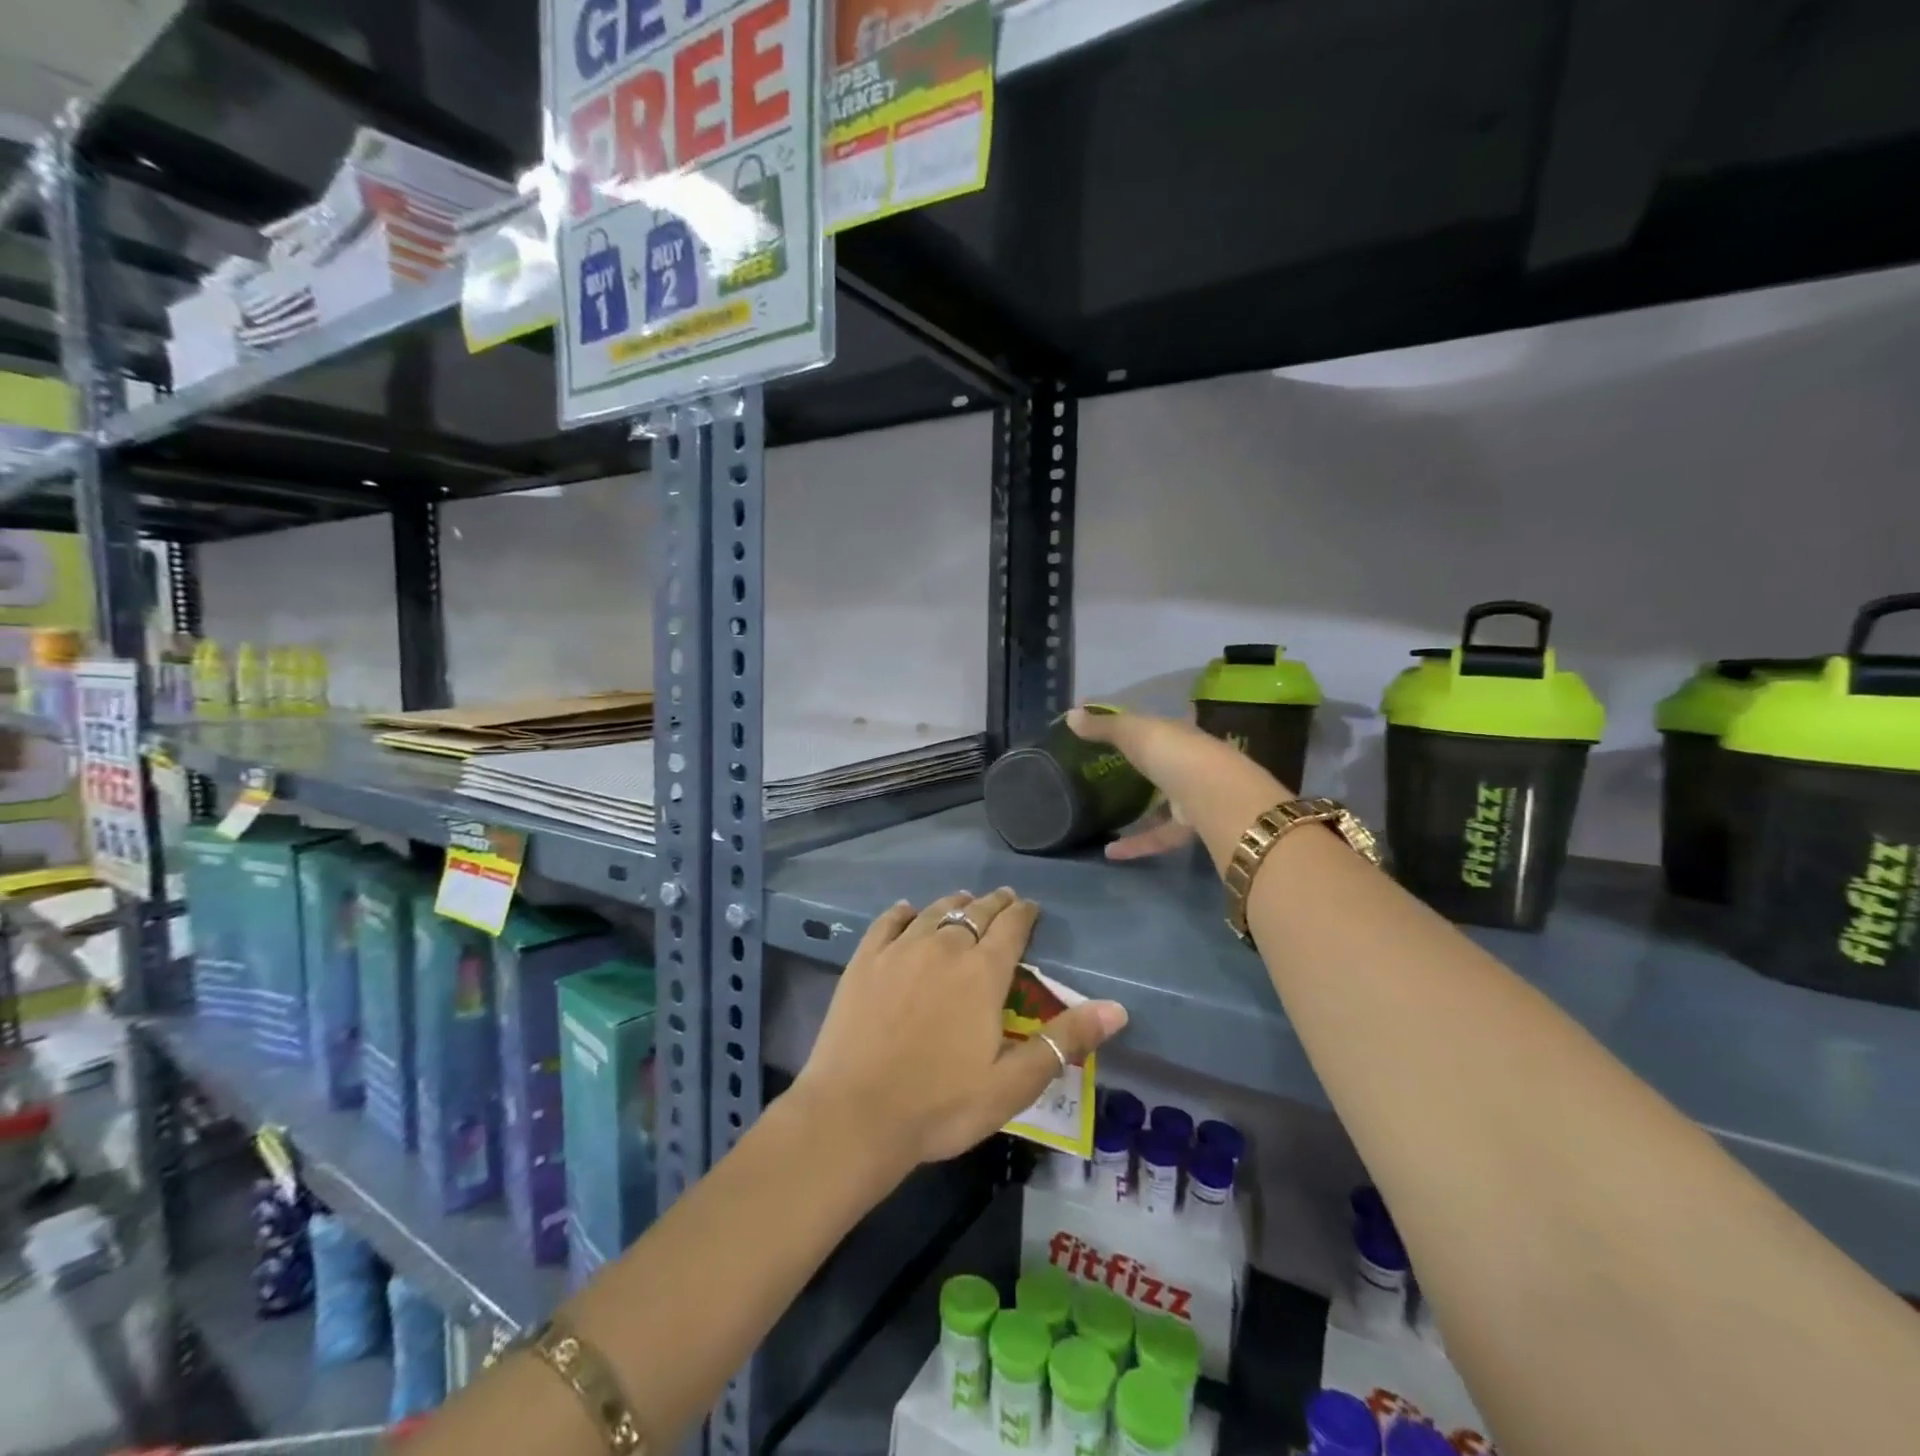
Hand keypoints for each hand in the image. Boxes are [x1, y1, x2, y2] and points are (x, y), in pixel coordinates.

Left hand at [792, 888, 1127, 1169]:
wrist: (855, 1115)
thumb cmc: (940, 1105)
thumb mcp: (1012, 1084)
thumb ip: (1063, 1041)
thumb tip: (1117, 1008)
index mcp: (982, 973)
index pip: (1012, 927)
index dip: (1024, 913)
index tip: (1030, 907)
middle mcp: (944, 947)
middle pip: (975, 913)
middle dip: (994, 904)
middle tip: (1004, 899)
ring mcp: (900, 950)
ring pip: (934, 911)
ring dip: (954, 903)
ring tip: (964, 900)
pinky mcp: (864, 961)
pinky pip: (887, 923)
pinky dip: (902, 912)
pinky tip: (906, 910)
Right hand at [1067, 706, 1290, 869]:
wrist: (1213, 794)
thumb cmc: (1171, 752)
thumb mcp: (1132, 731)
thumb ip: (1102, 726)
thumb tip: (1070, 715)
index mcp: (1176, 733)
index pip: (1155, 726)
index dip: (1132, 726)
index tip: (1109, 731)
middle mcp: (1188, 761)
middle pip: (1162, 763)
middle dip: (1142, 767)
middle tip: (1109, 772)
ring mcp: (1193, 795)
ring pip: (1163, 802)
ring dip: (1137, 812)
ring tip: (1104, 817)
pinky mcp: (1191, 826)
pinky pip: (1159, 834)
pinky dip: (1137, 843)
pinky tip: (1110, 851)